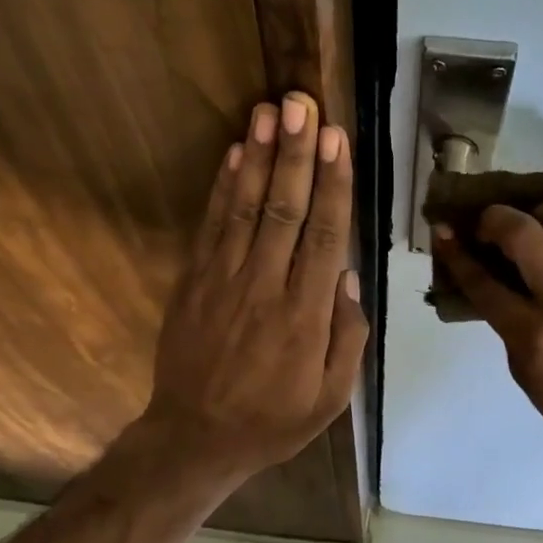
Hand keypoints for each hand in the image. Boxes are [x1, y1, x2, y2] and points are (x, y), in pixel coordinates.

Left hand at [142, 93, 366, 489]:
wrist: (195, 438)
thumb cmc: (273, 420)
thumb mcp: (331, 397)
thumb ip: (347, 336)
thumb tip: (348, 276)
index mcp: (305, 316)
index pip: (324, 236)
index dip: (332, 184)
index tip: (337, 140)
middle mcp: (265, 287)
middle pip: (285, 209)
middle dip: (296, 153)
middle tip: (303, 104)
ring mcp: (223, 281)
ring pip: (246, 208)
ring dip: (258, 157)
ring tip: (269, 112)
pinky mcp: (193, 282)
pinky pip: (211, 227)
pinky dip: (223, 188)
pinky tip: (234, 154)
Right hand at [433, 203, 542, 463]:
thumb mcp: (525, 371)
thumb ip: (507, 320)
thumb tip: (493, 273)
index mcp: (537, 336)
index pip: (485, 282)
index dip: (457, 253)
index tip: (444, 233)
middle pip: (526, 235)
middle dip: (497, 219)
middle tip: (491, 223)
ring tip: (539, 223)